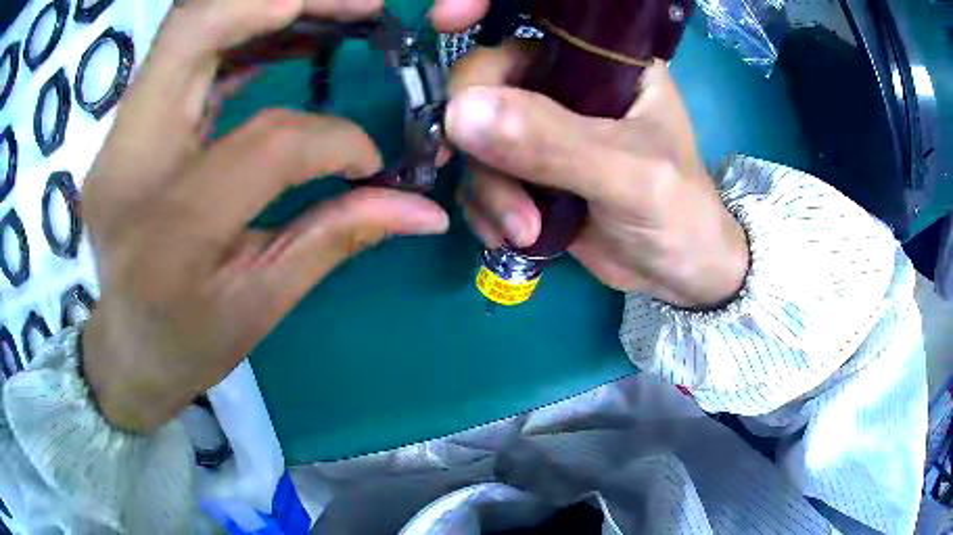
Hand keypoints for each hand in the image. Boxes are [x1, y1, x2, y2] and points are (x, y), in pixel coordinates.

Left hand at [81, 0, 455, 432]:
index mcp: (169, 228)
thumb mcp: (263, 304)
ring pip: (189, 28)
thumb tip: (423, 208)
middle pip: (198, 29)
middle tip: (362, 6)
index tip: (369, 161)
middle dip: (289, 2)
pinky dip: (241, 34)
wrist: (125, 349)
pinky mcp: (127, 127)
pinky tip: (286, 36)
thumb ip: (337, 238)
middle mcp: (130, 161)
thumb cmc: (187, 342)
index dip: (333, 140)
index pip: (266, 141)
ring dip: (267, 9)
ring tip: (336, 14)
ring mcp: (119, 136)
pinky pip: (184, 55)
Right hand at [445, 43, 748, 308]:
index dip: (482, 6)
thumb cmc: (677, 212)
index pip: (536, 16)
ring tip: (524, 232)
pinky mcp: (527, 172)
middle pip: (486, 82)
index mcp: (603, 60)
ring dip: (489, 190)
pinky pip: (480, 177)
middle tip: (505, 194)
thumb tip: (460, 113)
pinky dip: (486, 209)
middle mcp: (565, 84)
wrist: (680, 274)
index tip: (444, 22)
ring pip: (476, 137)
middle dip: (482, 141)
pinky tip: (515, 238)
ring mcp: (541, 129)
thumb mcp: (628, 174)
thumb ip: (552, 143)